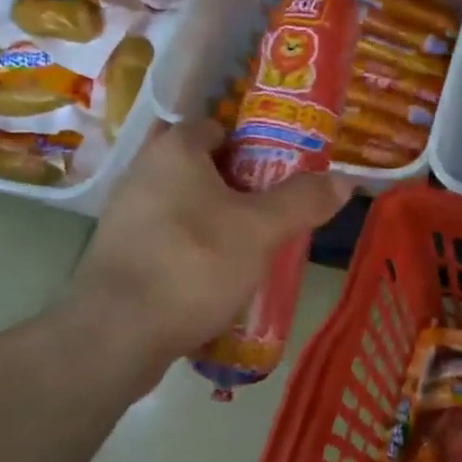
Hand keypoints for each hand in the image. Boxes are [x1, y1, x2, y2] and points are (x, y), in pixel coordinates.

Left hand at [57, 119, 352, 386]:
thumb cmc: (193, 262)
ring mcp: (127, 215)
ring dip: (218, 219)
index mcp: (175, 150)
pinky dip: (195, 248)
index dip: (253, 142)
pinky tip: (220, 275)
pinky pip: (169, 237)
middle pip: (203, 167)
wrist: (115, 335)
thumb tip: (345, 180)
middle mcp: (144, 172)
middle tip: (276, 207)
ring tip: (256, 244)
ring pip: (185, 205)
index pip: (217, 126)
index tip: (282, 168)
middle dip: (240, 185)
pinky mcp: (120, 254)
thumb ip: (303, 201)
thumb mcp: (261, 230)